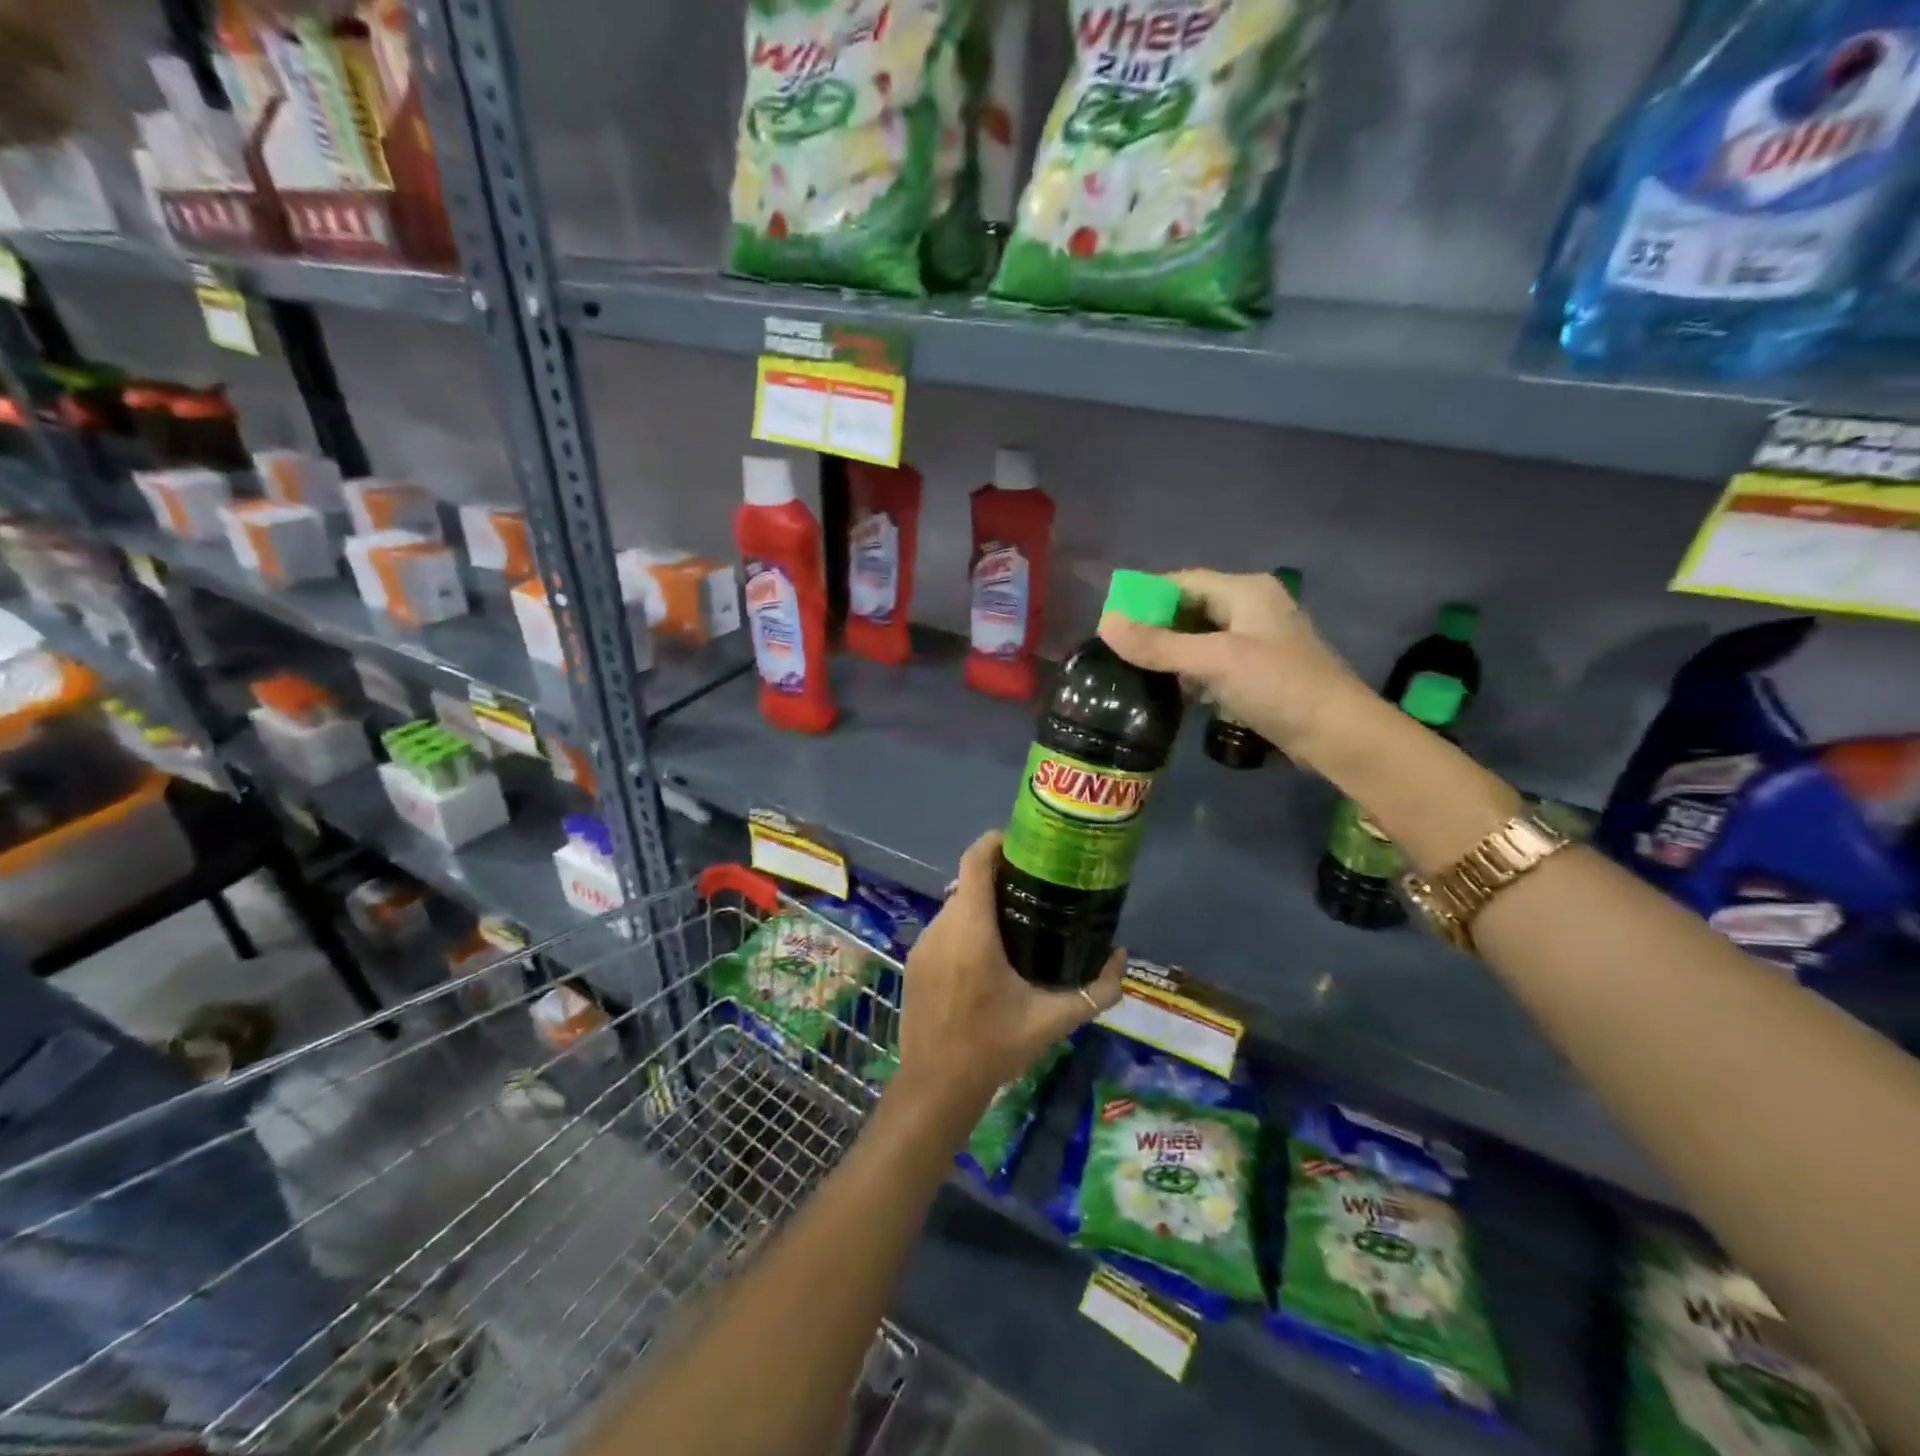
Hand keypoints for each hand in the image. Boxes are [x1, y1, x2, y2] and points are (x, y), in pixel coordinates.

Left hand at [892, 831, 1124, 1122]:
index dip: (994, 843)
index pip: (974, 862)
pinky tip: (985, 956)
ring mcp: (922, 944)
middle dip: (996, 878)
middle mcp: (942, 927)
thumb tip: (1121, 958)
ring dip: (980, 906)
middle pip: (967, 884)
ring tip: (1014, 922)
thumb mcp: (1052, 1021)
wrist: (935, 1085)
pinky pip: (942, 930)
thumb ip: (1094, 991)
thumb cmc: (994, 1047)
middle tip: (1032, 889)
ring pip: (953, 907)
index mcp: (971, 931)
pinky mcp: (913, 962)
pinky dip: (963, 929)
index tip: (1022, 844)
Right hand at [1098, 568, 1370, 771]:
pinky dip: (1192, 672)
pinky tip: (1174, 691)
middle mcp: (1252, 608)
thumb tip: (1105, 624)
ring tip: (1137, 671)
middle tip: (1119, 650)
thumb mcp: (1214, 661)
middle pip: (1190, 609)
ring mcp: (1258, 641)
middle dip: (1156, 627)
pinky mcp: (1260, 671)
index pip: (1182, 581)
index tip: (1111, 620)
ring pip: (1200, 638)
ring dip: (1172, 653)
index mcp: (1245, 591)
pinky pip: (1214, 662)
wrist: (1337, 733)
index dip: (1145, 596)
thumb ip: (1158, 644)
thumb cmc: (1278, 686)